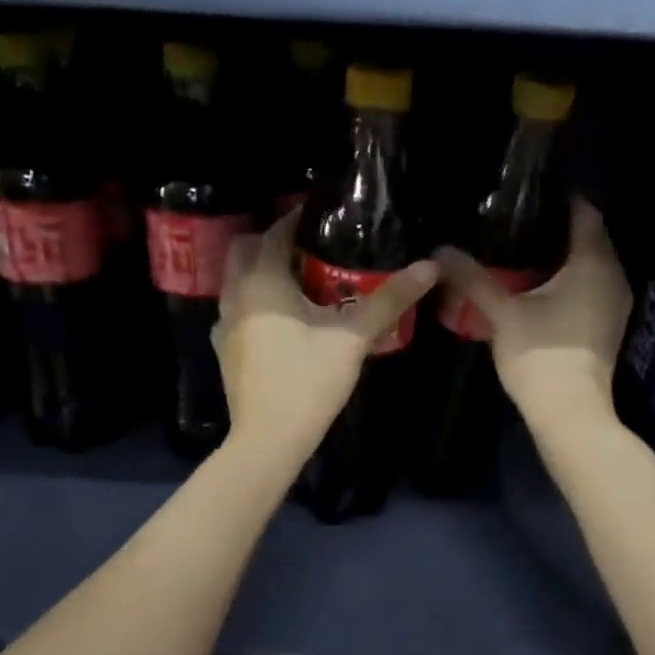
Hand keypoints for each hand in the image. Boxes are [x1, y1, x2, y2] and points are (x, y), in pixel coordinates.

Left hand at [214, 209, 437, 464]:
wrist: (269, 439)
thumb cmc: (308, 382)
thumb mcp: (353, 338)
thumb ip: (389, 300)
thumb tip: (429, 266)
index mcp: (262, 282)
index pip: (276, 233)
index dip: (298, 219)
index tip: (323, 215)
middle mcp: (235, 296)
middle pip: (246, 251)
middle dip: (272, 242)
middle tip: (309, 247)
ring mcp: (225, 326)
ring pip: (238, 283)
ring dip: (262, 273)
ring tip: (300, 281)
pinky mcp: (226, 351)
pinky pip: (238, 312)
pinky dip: (256, 304)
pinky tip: (282, 321)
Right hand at [433, 197, 629, 435]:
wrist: (569, 411)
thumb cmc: (539, 354)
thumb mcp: (501, 312)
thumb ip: (473, 278)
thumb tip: (440, 250)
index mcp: (593, 261)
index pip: (584, 212)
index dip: (561, 197)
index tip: (532, 192)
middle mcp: (613, 275)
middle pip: (590, 238)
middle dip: (559, 227)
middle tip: (521, 220)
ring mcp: (616, 303)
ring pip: (592, 265)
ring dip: (565, 257)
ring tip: (526, 250)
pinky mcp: (608, 325)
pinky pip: (592, 288)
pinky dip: (571, 281)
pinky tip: (542, 287)